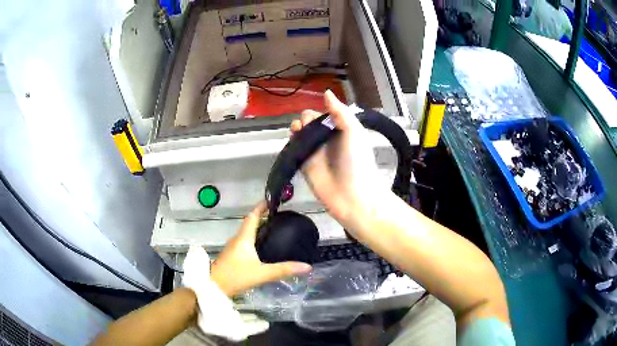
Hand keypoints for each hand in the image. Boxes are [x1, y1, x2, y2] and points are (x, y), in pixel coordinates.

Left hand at [209, 202, 311, 295]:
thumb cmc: (236, 277)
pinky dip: (253, 239)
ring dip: (257, 229)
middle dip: (262, 218)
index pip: (252, 217)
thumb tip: (307, 266)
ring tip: (272, 230)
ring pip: (246, 234)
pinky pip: (244, 242)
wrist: (213, 287)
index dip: (261, 207)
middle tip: (278, 217)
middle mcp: (237, 240)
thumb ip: (283, 270)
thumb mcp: (262, 274)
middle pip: (249, 224)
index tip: (271, 201)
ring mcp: (232, 248)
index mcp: (243, 239)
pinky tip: (261, 248)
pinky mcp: (231, 256)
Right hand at [291, 90, 384, 232]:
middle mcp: (327, 138)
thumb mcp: (354, 131)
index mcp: (341, 129)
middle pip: (309, 121)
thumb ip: (340, 111)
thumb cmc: (357, 161)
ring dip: (297, 128)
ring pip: (300, 133)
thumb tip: (326, 92)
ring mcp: (315, 151)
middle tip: (308, 127)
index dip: (319, 111)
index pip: (324, 113)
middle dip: (306, 119)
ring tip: (299, 131)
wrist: (352, 195)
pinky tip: (293, 139)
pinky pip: (295, 148)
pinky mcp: (304, 164)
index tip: (319, 117)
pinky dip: (292, 142)